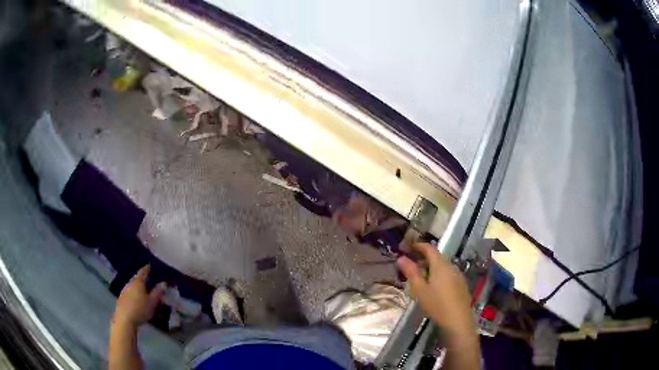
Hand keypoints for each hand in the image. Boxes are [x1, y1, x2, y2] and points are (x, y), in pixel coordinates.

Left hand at [113, 265, 165, 326]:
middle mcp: (130, 283)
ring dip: (137, 286)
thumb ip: (157, 292)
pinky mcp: (121, 298)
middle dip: (142, 278)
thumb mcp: (152, 302)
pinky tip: (135, 298)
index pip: (143, 272)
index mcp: (138, 282)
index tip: (149, 265)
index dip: (146, 268)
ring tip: (143, 290)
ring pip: (132, 285)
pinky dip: (133, 292)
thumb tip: (163, 283)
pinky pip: (129, 292)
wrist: (125, 319)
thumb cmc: (140, 309)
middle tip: (148, 279)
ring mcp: (124, 290)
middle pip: (136, 278)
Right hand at [397, 243, 474, 337]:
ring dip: (431, 267)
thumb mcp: (420, 290)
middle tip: (411, 264)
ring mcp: (458, 275)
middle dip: (424, 257)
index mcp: (440, 265)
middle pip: (437, 257)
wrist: (458, 321)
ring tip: (420, 277)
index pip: (430, 248)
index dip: (419, 245)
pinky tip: (434, 287)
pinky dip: (439, 274)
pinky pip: (448, 274)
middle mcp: (451, 266)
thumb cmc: (437, 304)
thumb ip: (411, 273)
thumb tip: (401, 258)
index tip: (408, 246)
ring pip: (443, 266)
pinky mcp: (461, 284)